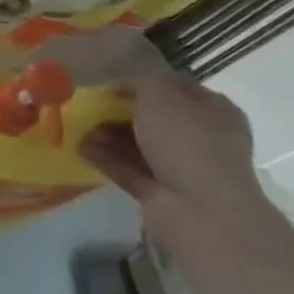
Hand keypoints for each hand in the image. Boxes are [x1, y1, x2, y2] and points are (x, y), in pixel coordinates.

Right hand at [79, 74, 269, 254]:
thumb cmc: (186, 143)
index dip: (143, 80)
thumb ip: (139, 80)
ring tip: (79, 126)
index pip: (176, 87)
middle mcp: (202, 138)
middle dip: (120, 110)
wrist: (201, 213)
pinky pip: (128, 168)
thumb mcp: (160, 95)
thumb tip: (123, 83)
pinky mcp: (161, 193)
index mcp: (213, 111)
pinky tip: (79, 147)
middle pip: (154, 117)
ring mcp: (182, 168)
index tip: (110, 80)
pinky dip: (105, 158)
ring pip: (138, 144)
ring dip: (108, 134)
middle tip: (90, 103)